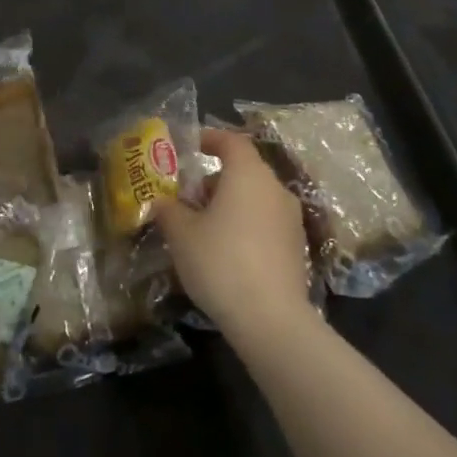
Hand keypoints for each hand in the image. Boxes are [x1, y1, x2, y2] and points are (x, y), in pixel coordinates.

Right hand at [156, 128, 313, 341]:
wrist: (271, 318)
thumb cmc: (220, 262)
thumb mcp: (181, 234)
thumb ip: (167, 210)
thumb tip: (160, 202)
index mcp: (248, 174)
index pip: (231, 141)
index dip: (210, 138)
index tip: (191, 145)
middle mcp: (275, 188)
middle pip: (245, 170)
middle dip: (216, 178)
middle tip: (189, 196)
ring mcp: (291, 218)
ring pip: (256, 197)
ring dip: (231, 202)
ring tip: (204, 226)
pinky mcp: (296, 246)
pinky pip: (266, 221)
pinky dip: (246, 224)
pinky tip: (228, 250)